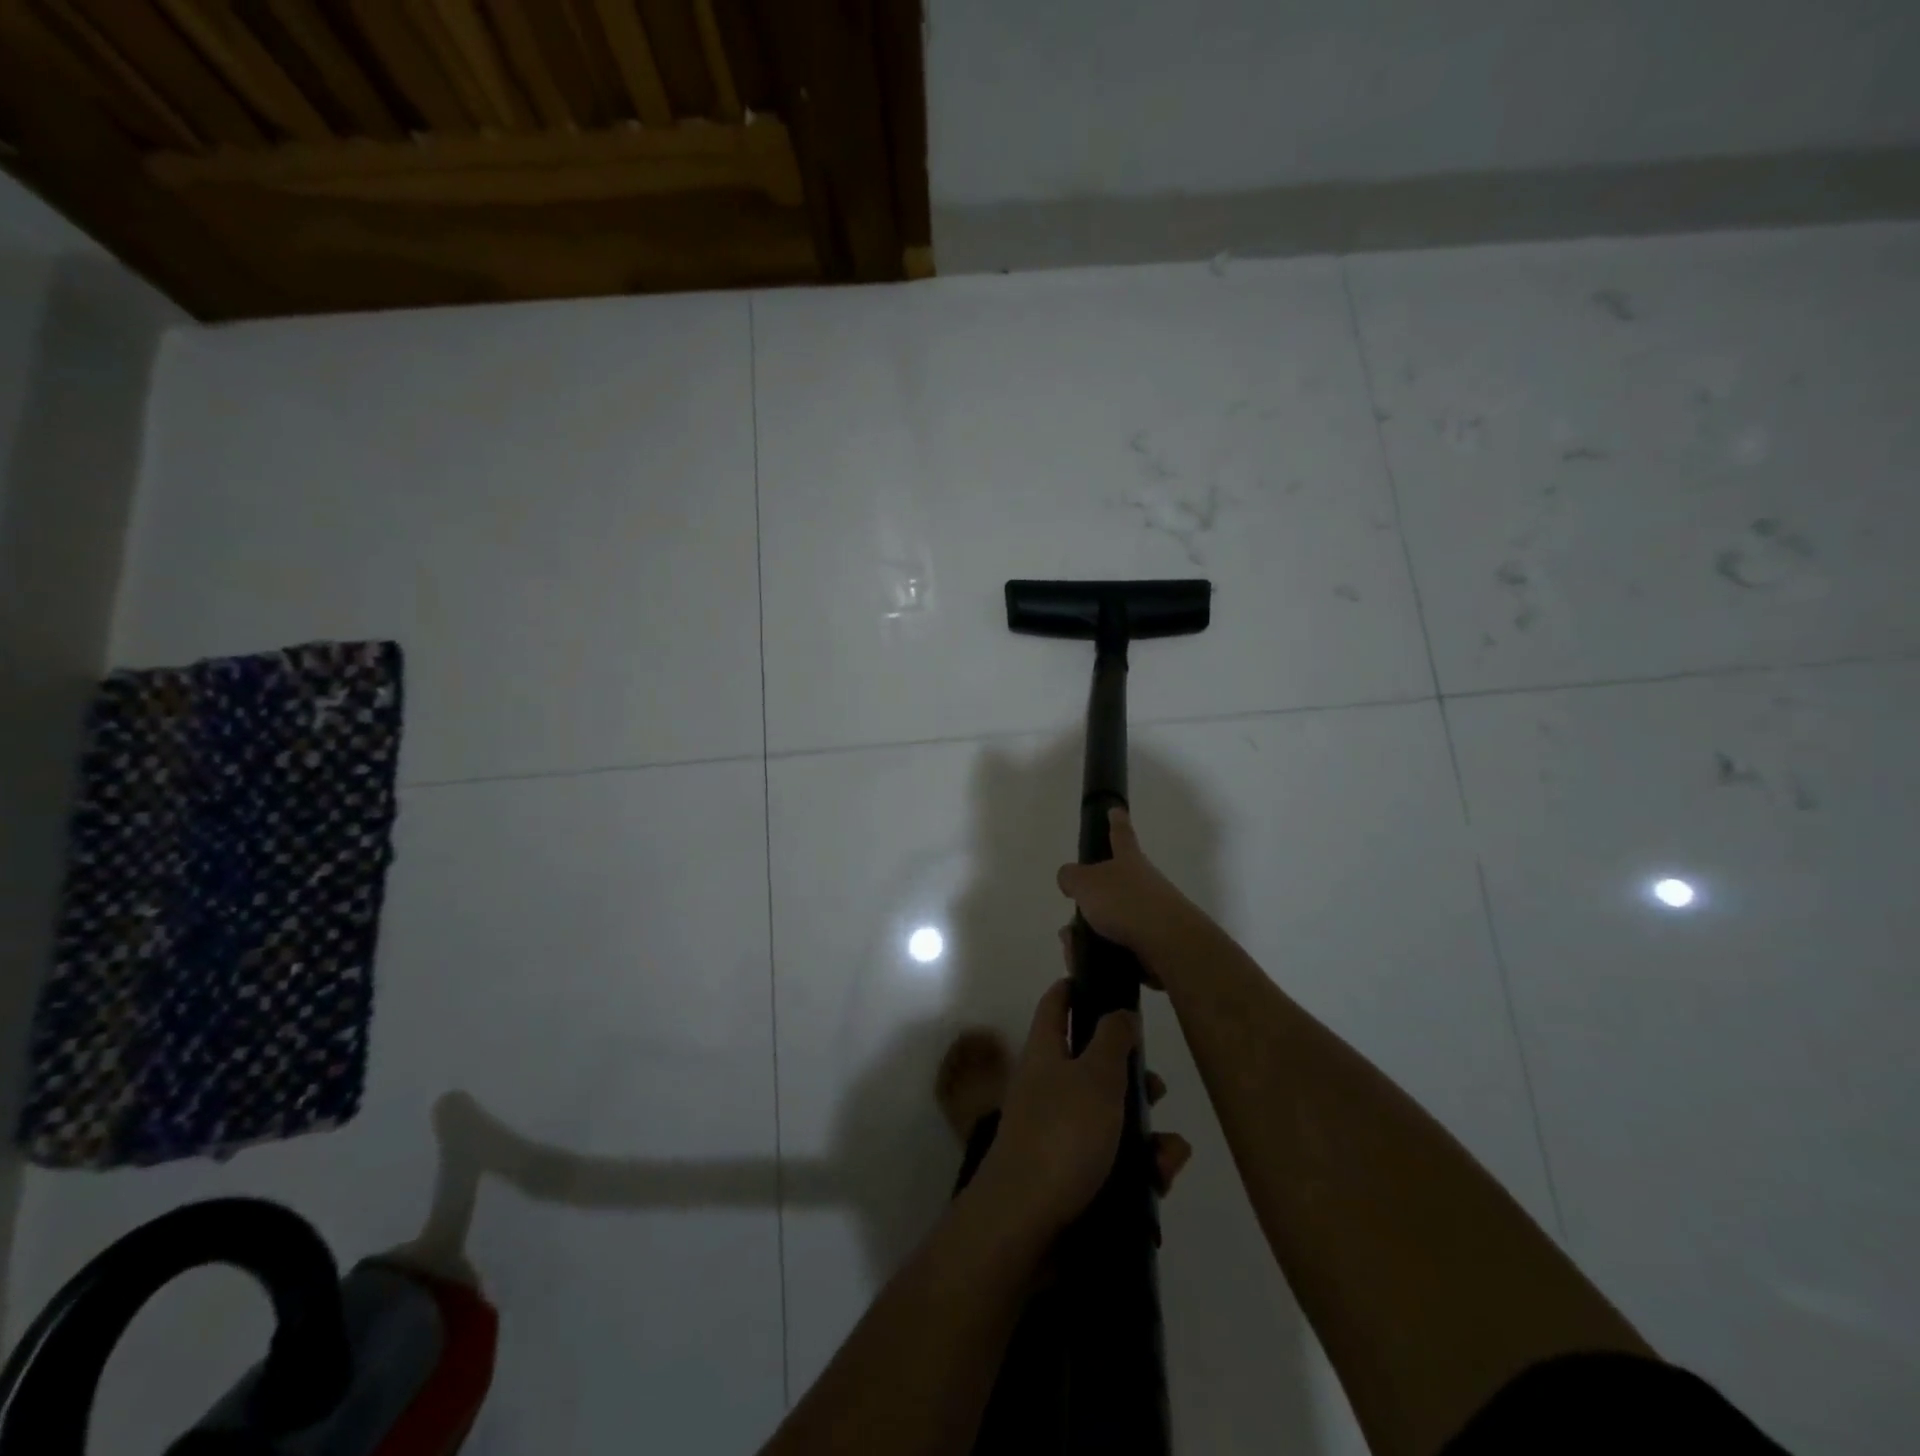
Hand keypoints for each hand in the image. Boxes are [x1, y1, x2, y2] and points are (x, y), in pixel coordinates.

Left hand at [974, 979, 1191, 1239]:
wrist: (1026, 1225)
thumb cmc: (1062, 1135)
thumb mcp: (1095, 1076)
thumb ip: (1112, 1040)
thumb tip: (1120, 1010)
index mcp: (1046, 1052)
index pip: (1057, 1003)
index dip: (1078, 987)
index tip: (1109, 982)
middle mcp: (1048, 1086)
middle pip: (1091, 1063)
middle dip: (1131, 1074)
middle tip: (1159, 1086)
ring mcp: (1058, 1132)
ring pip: (1109, 1116)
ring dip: (1144, 1129)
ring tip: (1170, 1151)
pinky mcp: (1071, 1174)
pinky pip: (1112, 1159)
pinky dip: (1139, 1166)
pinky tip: (1161, 1177)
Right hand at [1056, 808, 1203, 968]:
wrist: (1170, 946)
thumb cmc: (1126, 903)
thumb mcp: (1086, 883)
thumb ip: (1071, 877)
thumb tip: (1069, 878)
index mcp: (1129, 861)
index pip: (1121, 834)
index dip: (1116, 821)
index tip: (1116, 809)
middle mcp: (1144, 883)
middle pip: (1112, 886)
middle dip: (1090, 901)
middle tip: (1072, 922)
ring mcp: (1152, 915)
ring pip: (1112, 921)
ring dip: (1090, 935)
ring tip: (1074, 952)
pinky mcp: (1155, 945)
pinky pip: (1120, 948)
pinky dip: (1103, 955)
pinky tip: (1090, 965)